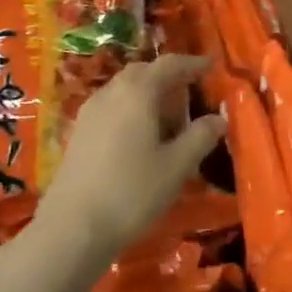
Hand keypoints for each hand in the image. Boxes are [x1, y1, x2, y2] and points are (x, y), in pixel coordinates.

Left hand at [38, 54, 224, 263]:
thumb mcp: (177, 166)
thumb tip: (218, 118)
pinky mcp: (78, 133)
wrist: (73, 227)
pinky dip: (131, 111)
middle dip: (169, 78)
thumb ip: (201, 136)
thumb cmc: (132, 191)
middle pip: (143, 73)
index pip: (169, 64)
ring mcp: (90, 112)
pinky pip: (112, 107)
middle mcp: (111, 92)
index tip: (211, 67)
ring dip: (149, 96)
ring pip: (125, 90)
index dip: (192, 63)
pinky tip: (140, 139)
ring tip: (168, 122)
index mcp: (137, 92)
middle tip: (191, 95)